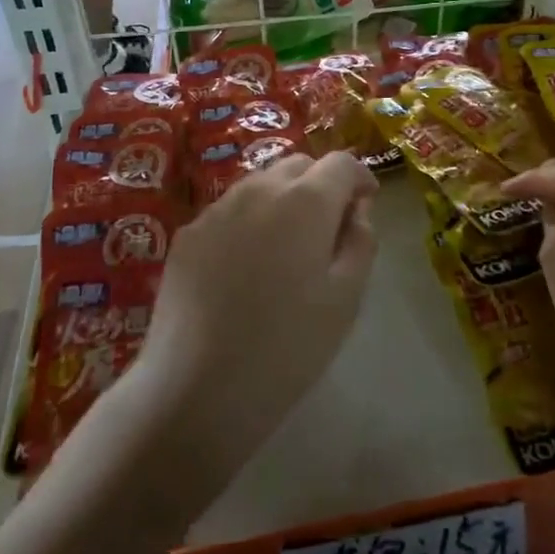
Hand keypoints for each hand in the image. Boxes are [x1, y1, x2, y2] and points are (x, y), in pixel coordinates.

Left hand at [132, 152, 377, 493]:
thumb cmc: (287, 347)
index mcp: (305, 201)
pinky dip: (249, 222)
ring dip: (283, 200)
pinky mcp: (187, 234)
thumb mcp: (346, 298)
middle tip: (329, 228)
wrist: (196, 390)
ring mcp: (216, 209)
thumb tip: (355, 211)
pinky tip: (245, 268)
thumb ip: (360, 242)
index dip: (360, 177)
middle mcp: (259, 189)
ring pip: (260, 184)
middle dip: (321, 184)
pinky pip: (229, 211)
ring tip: (286, 249)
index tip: (367, 203)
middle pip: (298, 165)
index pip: (341, 163)